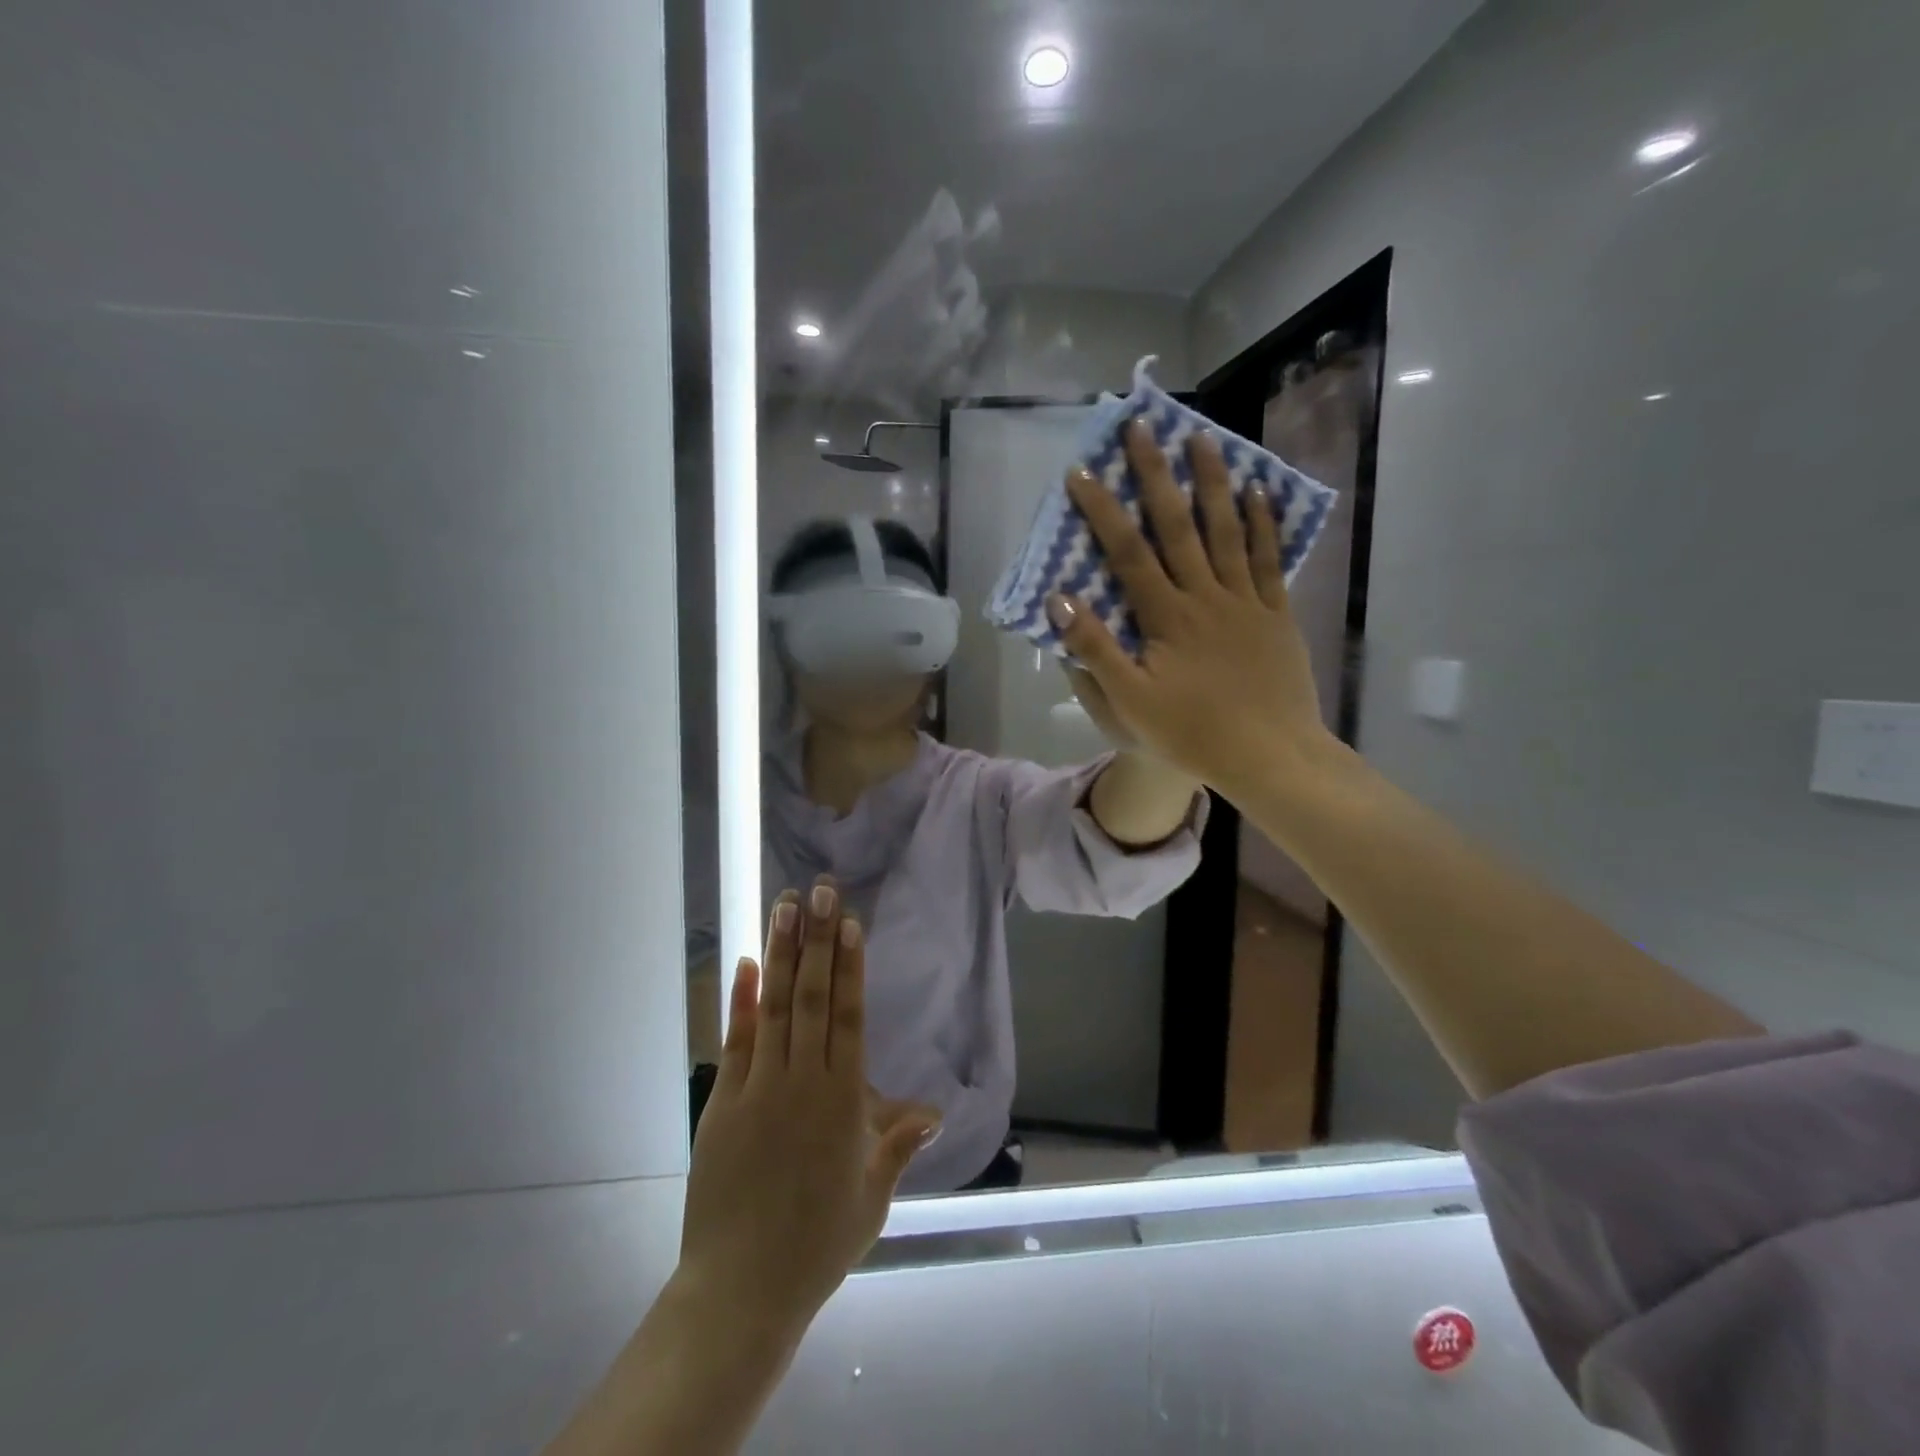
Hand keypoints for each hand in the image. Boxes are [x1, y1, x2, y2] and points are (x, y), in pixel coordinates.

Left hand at [677, 881, 939, 1347]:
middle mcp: (803, 1083)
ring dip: (781, 954)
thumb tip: (935, 1112)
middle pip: (813, 998)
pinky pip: (736, 1041)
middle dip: (817, 940)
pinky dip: (741, 1000)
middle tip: (820, 891)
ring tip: (785, 907)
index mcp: (844, 1102)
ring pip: (775, 1007)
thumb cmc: (818, 1243)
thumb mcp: (871, 1195)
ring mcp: (760, 1089)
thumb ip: (898, 1144)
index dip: (849, 965)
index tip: (848, 923)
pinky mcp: (723, 1103)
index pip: (849, 1017)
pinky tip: (746, 963)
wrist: (742, 1290)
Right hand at [1044, 419, 1335, 795]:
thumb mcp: (1129, 701)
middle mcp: (1205, 596)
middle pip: (1177, 526)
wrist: (1269, 756)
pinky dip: (1262, 524)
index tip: (1081, 472)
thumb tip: (1060, 600)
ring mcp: (1246, 601)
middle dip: (1155, 475)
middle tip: (1142, 427)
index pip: (1128, 552)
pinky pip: (1268, 560)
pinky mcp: (1276, 614)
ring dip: (1212, 482)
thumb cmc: (1191, 733)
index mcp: (1166, 616)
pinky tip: (1258, 492)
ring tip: (1202, 439)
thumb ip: (1095, 649)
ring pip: (1227, 531)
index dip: (1102, 511)